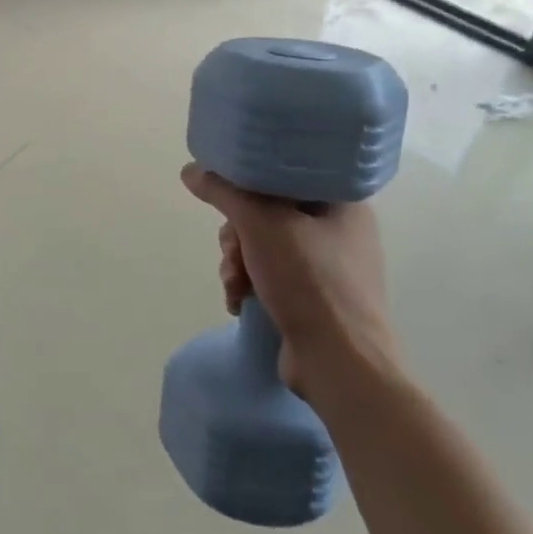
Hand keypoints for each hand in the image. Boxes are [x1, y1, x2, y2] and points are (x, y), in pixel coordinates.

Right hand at [181, 163, 396, 398]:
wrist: (339, 363)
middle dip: (238, 235)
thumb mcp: (261, 224)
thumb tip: (190, 170)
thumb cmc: (309, 280)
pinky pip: (272, 275)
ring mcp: (329, 267)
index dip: (251, 184)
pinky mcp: (316, 298)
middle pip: (268, 212)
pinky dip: (250, 284)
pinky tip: (239, 301)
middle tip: (233, 251)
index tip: (230, 200)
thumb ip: (223, 192)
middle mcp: (339, 230)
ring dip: (238, 263)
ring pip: (264, 245)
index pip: (285, 174)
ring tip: (235, 284)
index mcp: (342, 201)